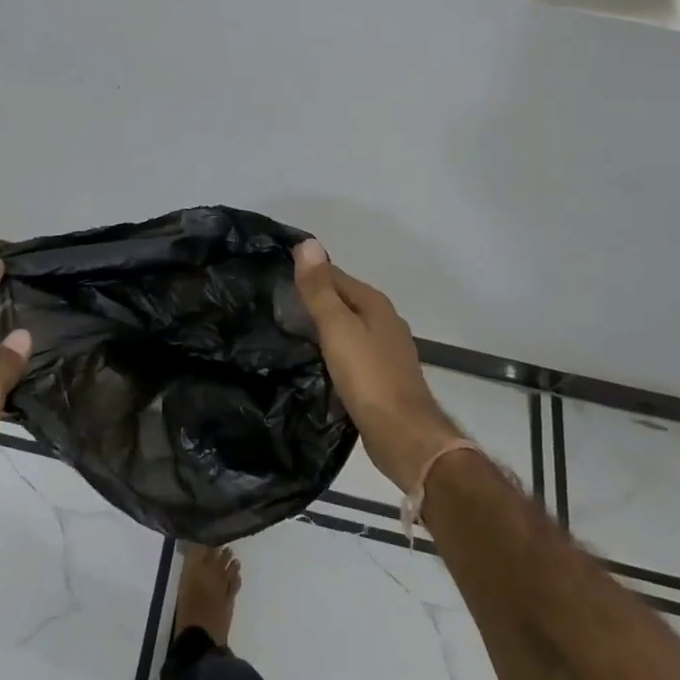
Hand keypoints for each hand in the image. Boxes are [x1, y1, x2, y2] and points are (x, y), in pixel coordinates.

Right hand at [293, 239, 463, 493]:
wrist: (403, 436)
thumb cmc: (368, 377)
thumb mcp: (337, 328)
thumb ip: (320, 289)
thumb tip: (307, 243)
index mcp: (375, 304)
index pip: (336, 275)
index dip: (309, 273)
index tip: (276, 276)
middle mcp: (384, 322)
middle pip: (343, 301)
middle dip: (315, 300)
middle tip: (276, 305)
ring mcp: (386, 352)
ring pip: (348, 329)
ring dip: (323, 328)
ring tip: (289, 332)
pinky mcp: (382, 379)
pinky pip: (351, 355)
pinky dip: (333, 353)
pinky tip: (316, 363)